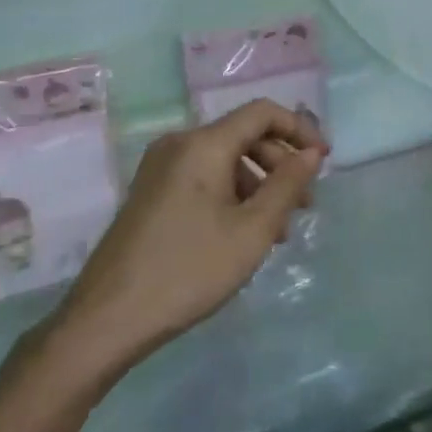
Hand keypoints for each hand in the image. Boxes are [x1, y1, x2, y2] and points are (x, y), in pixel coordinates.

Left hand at [53, 100, 327, 376]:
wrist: (108, 318)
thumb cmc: (188, 270)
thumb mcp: (252, 231)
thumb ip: (287, 185)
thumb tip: (312, 153)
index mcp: (203, 144)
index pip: (262, 113)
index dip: (299, 129)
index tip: (323, 162)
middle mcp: (179, 143)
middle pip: (243, 135)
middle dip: (280, 163)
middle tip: (305, 205)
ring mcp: (160, 167)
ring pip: (224, 159)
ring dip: (258, 184)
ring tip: (277, 231)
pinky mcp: (152, 192)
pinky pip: (203, 177)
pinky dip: (232, 194)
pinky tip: (243, 234)